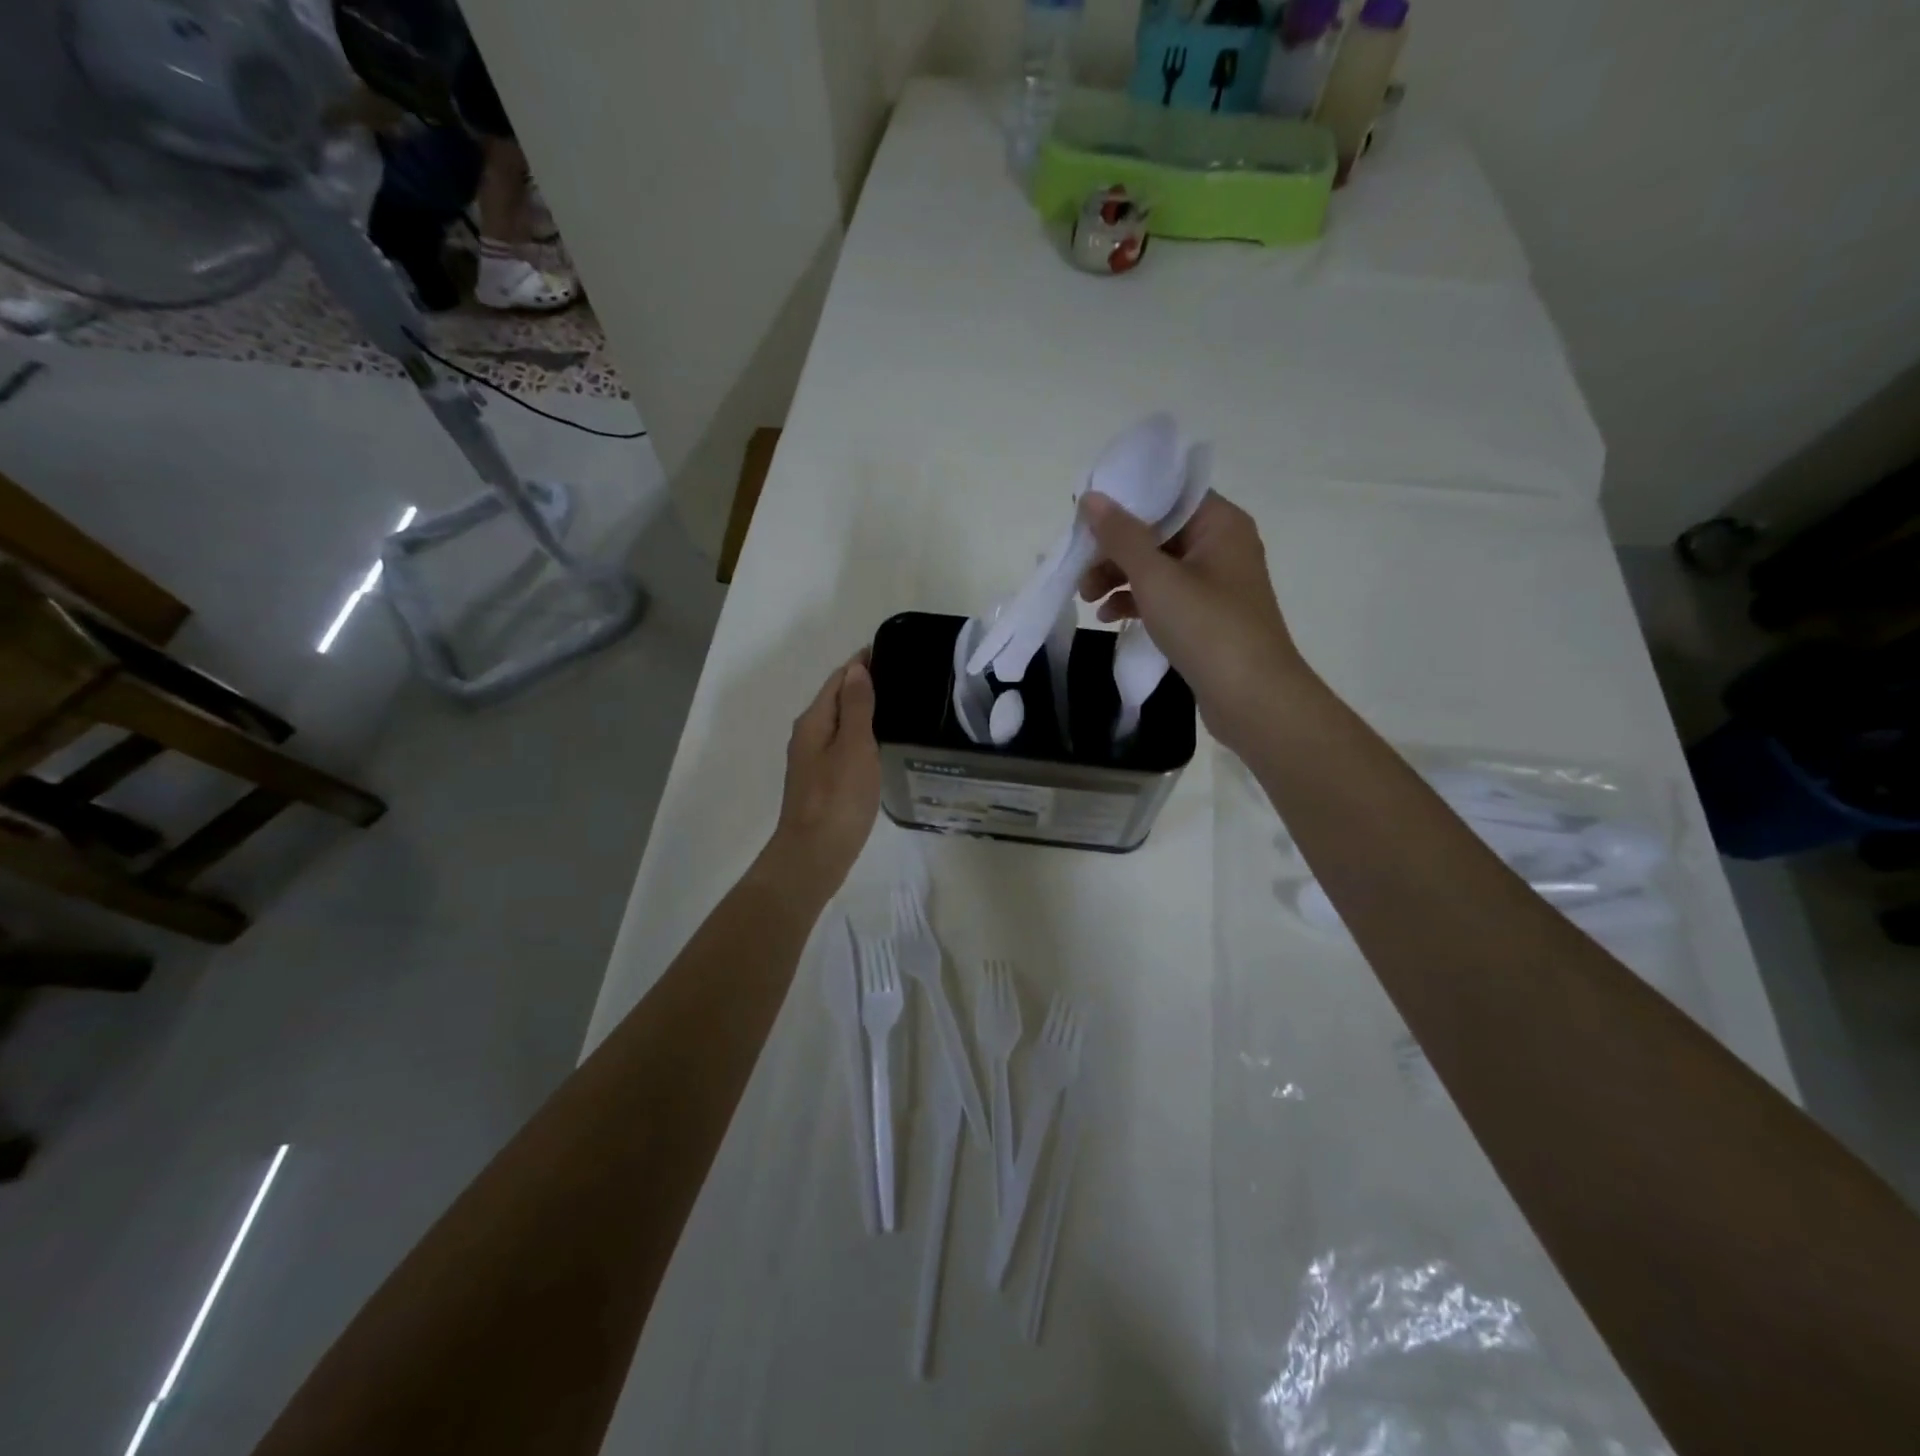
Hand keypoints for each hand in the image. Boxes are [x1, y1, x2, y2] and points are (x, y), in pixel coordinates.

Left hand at [763, 653, 880, 901]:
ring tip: (898, 705)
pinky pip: (843, 746)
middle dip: (863, 684)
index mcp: (813, 722)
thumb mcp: (853, 747)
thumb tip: (856, 668)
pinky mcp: (823, 783)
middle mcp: (808, 736)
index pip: (838, 679)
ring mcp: (813, 761)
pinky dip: (861, 736)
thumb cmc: (837, 799)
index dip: (861, 663)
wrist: (814, 856)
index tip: (891, 651)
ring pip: (840, 724)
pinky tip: (881, 744)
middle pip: (836, 699)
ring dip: (863, 710)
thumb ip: (855, 706)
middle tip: (902, 676)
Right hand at [1078, 490, 1306, 752]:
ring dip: (1119, 577)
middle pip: (1158, 532)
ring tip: (1086, 598)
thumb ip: (1121, 536)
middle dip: (1115, 549)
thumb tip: (1091, 498)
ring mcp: (1215, 584)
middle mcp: (1221, 546)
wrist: (1252, 698)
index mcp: (1220, 523)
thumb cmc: (1207, 627)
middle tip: (1080, 568)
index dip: (1125, 502)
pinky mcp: (1206, 617)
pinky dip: (1136, 601)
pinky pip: (1165, 596)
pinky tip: (1108, 616)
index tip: (1086, 519)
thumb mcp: (1156, 577)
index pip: (1167, 495)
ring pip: (1157, 567)